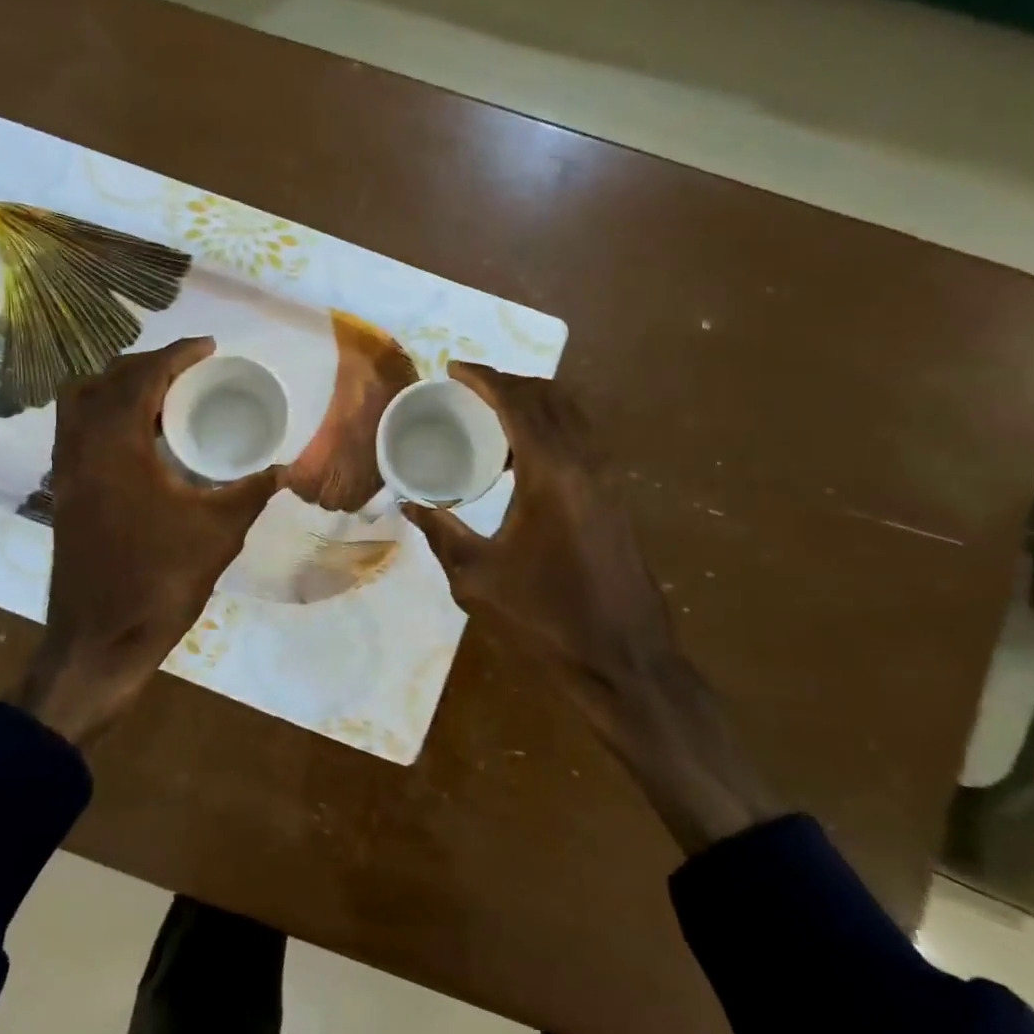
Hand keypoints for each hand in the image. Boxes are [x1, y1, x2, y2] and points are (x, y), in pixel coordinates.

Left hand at [20, 338, 283, 743]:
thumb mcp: (217, 534)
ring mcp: (66, 471)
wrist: (98, 641)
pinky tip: (141, 441)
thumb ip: (251, 492)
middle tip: (190, 371)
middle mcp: (81, 447)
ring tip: (164, 399)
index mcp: (115, 446)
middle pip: (106, 379)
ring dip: (120, 387)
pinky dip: (106, 416)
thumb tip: (284, 469)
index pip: (142, 377)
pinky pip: (78, 431)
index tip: (209, 347)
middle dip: (148, 365)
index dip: (177, 354)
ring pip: (82, 402)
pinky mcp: (64, 493)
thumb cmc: (158, 582)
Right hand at [403, 364, 779, 851]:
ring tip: (491, 418)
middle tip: (469, 389)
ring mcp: (607, 482)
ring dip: (533, 405)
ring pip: (573, 417)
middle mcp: (586, 465)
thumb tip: (409, 504)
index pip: (517, 404)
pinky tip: (520, 461)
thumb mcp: (477, 578)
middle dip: (509, 383)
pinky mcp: (614, 501)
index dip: (484, 378)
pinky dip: (550, 431)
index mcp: (552, 475)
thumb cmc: (545, 621)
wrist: (623, 664)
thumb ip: (441, 533)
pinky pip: (581, 442)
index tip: (453, 369)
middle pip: (550, 398)